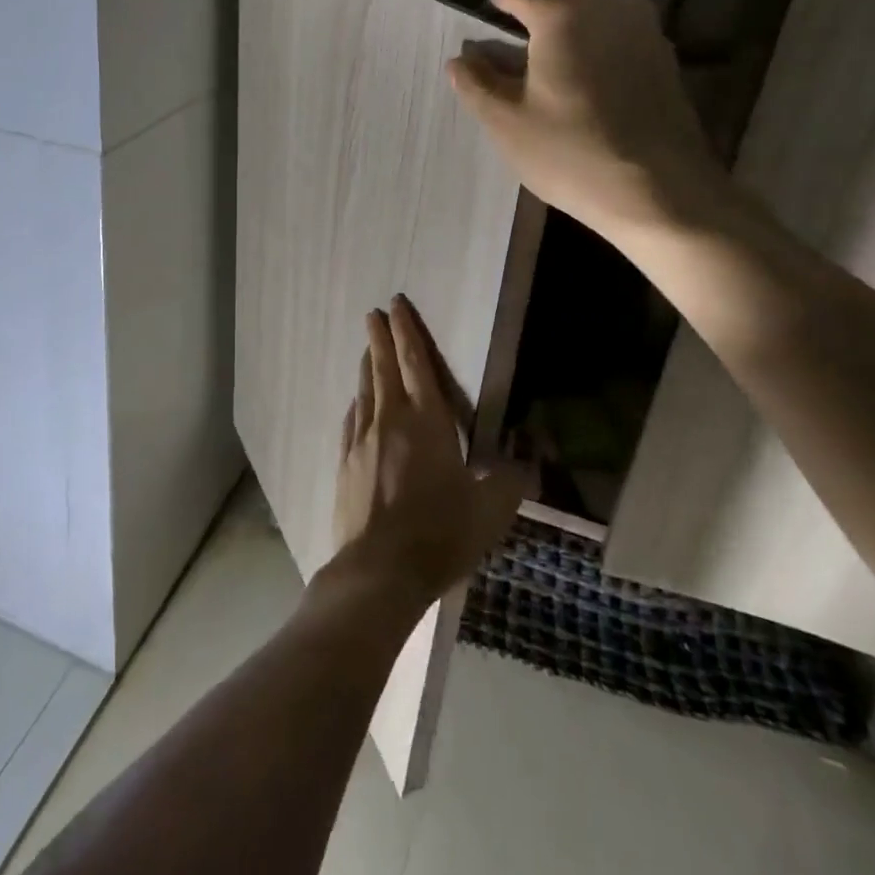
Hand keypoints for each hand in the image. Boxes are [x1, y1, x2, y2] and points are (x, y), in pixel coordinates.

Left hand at [327, 297, 526, 609]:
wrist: (379, 569)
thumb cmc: (440, 533)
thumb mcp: (491, 511)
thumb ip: (512, 480)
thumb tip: (528, 460)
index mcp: (427, 421)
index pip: (416, 363)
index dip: (407, 332)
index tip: (396, 306)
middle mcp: (390, 420)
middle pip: (383, 368)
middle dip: (380, 337)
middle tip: (374, 313)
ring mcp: (362, 440)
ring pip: (365, 390)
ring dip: (367, 366)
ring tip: (366, 349)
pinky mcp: (345, 462)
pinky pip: (353, 420)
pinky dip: (357, 403)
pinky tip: (357, 403)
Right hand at [447, 0, 723, 241]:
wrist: (659, 191)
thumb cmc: (570, 152)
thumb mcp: (505, 122)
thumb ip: (476, 82)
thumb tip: (461, 59)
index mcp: (564, 13)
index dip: (494, 15)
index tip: (481, 44)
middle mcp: (609, 5)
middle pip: (557, 2)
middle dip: (530, 26)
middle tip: (509, 65)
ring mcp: (645, 29)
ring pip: (591, 20)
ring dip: (564, 40)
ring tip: (546, 79)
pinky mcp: (665, 57)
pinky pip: (616, 40)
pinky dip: (594, 54)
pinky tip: (583, 92)